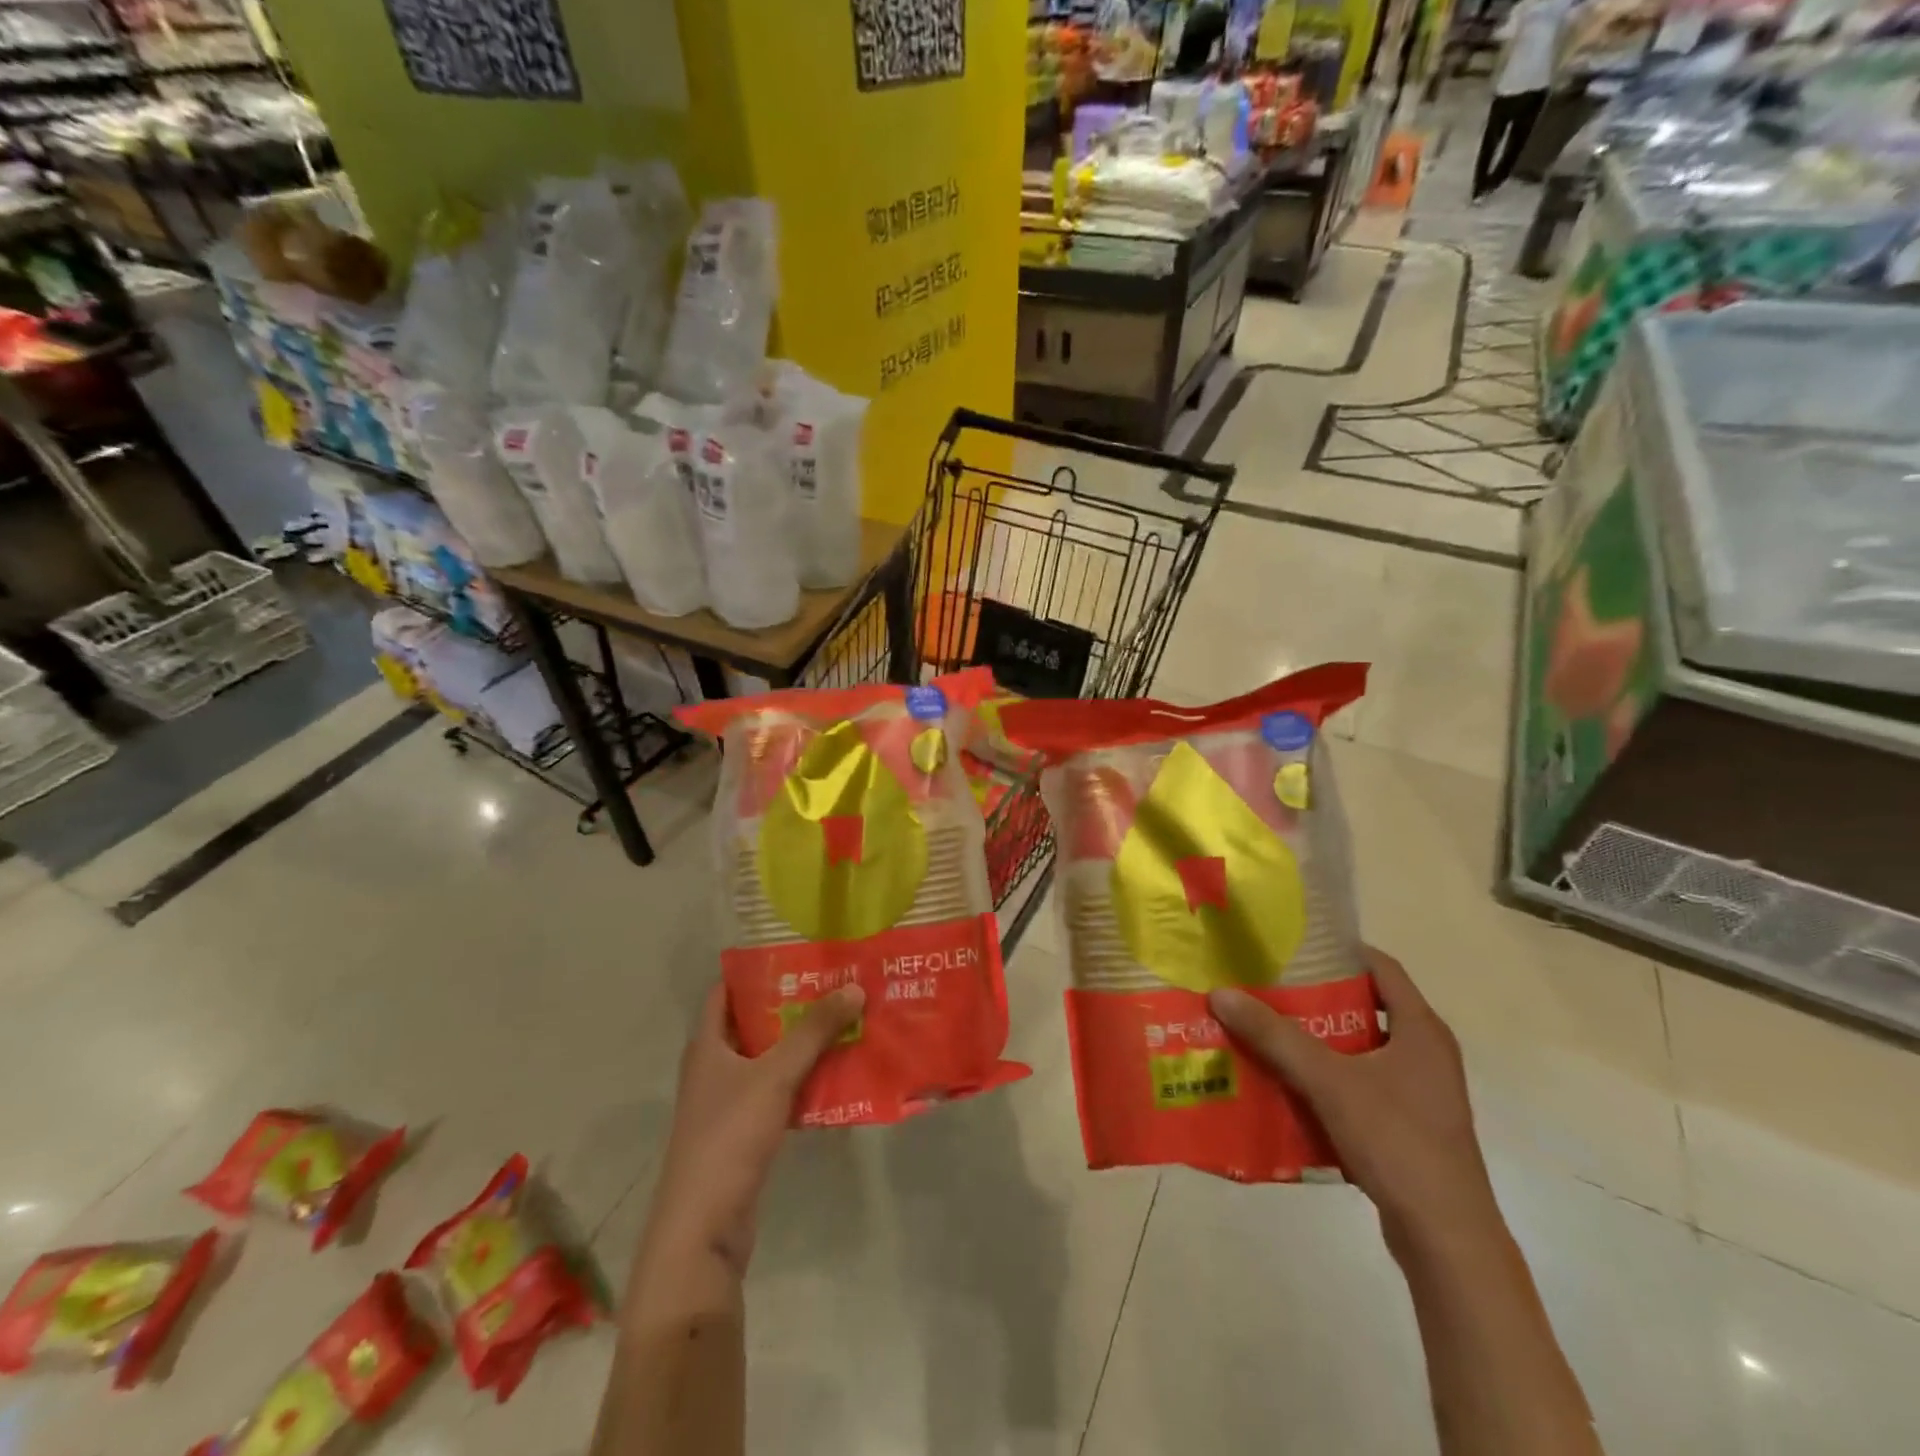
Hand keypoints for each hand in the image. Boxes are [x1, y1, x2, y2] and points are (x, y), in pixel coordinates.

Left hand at [642, 982, 864, 1276]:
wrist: (703, 1226)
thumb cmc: (729, 1135)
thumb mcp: (775, 1075)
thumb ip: (814, 1031)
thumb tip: (854, 986)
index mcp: (707, 1045)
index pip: (727, 991)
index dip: (757, 969)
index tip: (797, 953)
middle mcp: (713, 1067)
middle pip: (754, 1023)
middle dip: (791, 1004)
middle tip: (834, 983)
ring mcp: (728, 1102)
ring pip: (769, 1059)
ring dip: (801, 1043)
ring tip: (844, 1019)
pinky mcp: (745, 1132)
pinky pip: (778, 1091)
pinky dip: (803, 1079)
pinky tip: (837, 1072)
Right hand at [1210, 947, 1499, 1259]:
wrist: (1445, 1238)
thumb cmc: (1397, 1141)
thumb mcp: (1328, 1080)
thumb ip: (1274, 1036)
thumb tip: (1221, 993)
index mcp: (1421, 1029)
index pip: (1381, 967)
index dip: (1339, 950)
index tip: (1292, 945)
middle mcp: (1425, 1053)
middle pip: (1364, 1006)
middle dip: (1315, 996)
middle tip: (1266, 986)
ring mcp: (1419, 1092)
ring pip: (1359, 1048)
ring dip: (1316, 1039)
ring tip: (1265, 1029)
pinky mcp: (1408, 1125)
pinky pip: (1359, 1084)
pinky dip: (1325, 1077)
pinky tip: (1285, 1081)